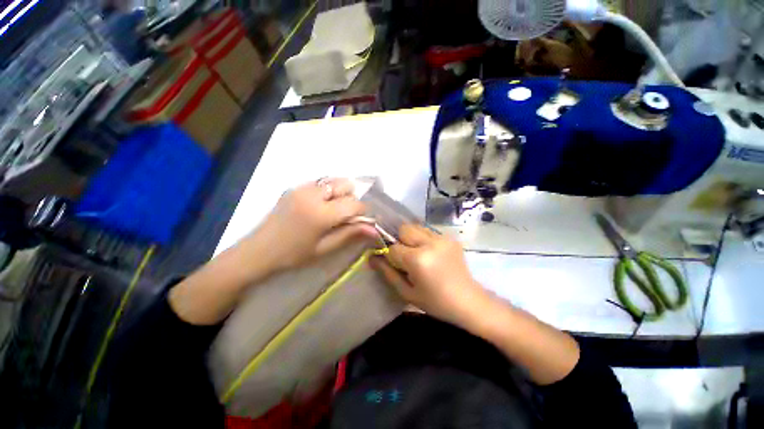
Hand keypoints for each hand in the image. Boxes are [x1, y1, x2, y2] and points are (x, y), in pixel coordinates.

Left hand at [245, 178, 376, 272]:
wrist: (258, 251)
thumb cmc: (293, 255)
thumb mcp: (324, 248)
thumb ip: (350, 234)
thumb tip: (374, 229)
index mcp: (320, 213)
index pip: (353, 203)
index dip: (362, 211)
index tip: (362, 220)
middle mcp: (312, 194)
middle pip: (345, 184)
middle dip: (352, 197)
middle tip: (347, 214)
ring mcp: (301, 188)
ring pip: (333, 180)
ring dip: (340, 192)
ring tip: (334, 209)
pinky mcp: (294, 187)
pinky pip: (319, 182)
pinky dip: (327, 190)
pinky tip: (321, 205)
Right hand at [370, 224, 487, 326]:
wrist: (469, 301)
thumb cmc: (436, 302)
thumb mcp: (407, 292)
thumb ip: (387, 273)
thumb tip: (371, 257)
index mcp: (419, 259)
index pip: (393, 247)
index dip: (391, 256)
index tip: (396, 265)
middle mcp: (430, 243)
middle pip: (404, 229)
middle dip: (399, 241)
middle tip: (406, 257)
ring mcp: (442, 238)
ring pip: (416, 227)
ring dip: (411, 238)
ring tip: (418, 254)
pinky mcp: (450, 238)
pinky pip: (428, 232)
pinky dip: (423, 239)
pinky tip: (430, 254)